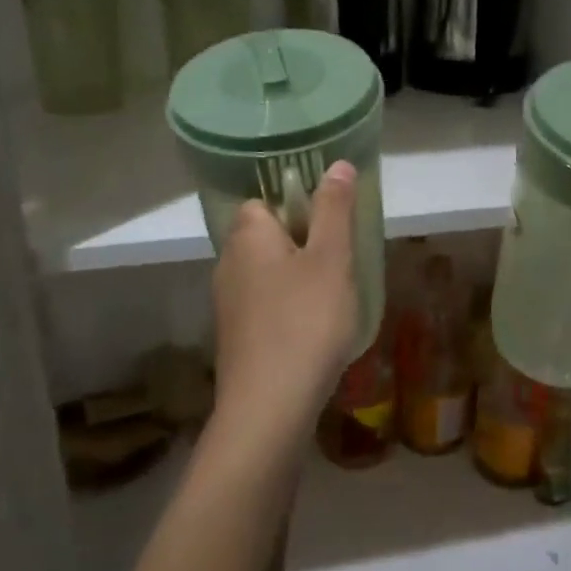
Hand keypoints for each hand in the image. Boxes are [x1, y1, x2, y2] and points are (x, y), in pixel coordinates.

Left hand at [211, 161, 360, 448]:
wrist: (269, 406)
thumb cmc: (306, 321)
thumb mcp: (331, 259)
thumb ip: (334, 210)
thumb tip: (338, 164)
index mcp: (247, 236)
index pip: (264, 200)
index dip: (297, 205)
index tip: (331, 223)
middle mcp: (228, 263)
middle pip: (266, 237)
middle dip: (303, 243)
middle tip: (341, 260)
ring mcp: (228, 304)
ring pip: (267, 274)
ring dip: (298, 278)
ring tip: (335, 296)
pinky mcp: (236, 338)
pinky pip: (266, 306)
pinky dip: (289, 309)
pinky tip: (314, 329)